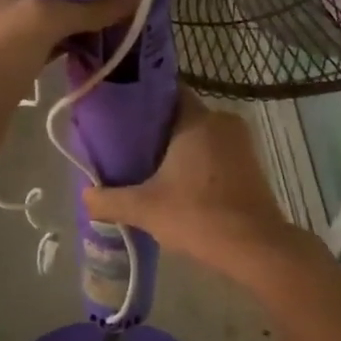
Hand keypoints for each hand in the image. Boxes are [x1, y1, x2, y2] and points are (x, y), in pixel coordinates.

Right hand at [82, 90, 318, 278]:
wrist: (256, 247)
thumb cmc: (198, 216)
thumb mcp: (144, 209)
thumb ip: (109, 200)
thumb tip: (85, 195)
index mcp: (197, 119)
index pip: (166, 93)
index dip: (142, 102)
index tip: (120, 117)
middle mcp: (222, 121)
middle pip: (181, 115)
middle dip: (156, 130)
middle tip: (128, 148)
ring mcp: (241, 142)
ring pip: (200, 135)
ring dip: (179, 149)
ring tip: (150, 168)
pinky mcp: (252, 164)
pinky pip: (216, 152)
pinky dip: (198, 162)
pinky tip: (180, 184)